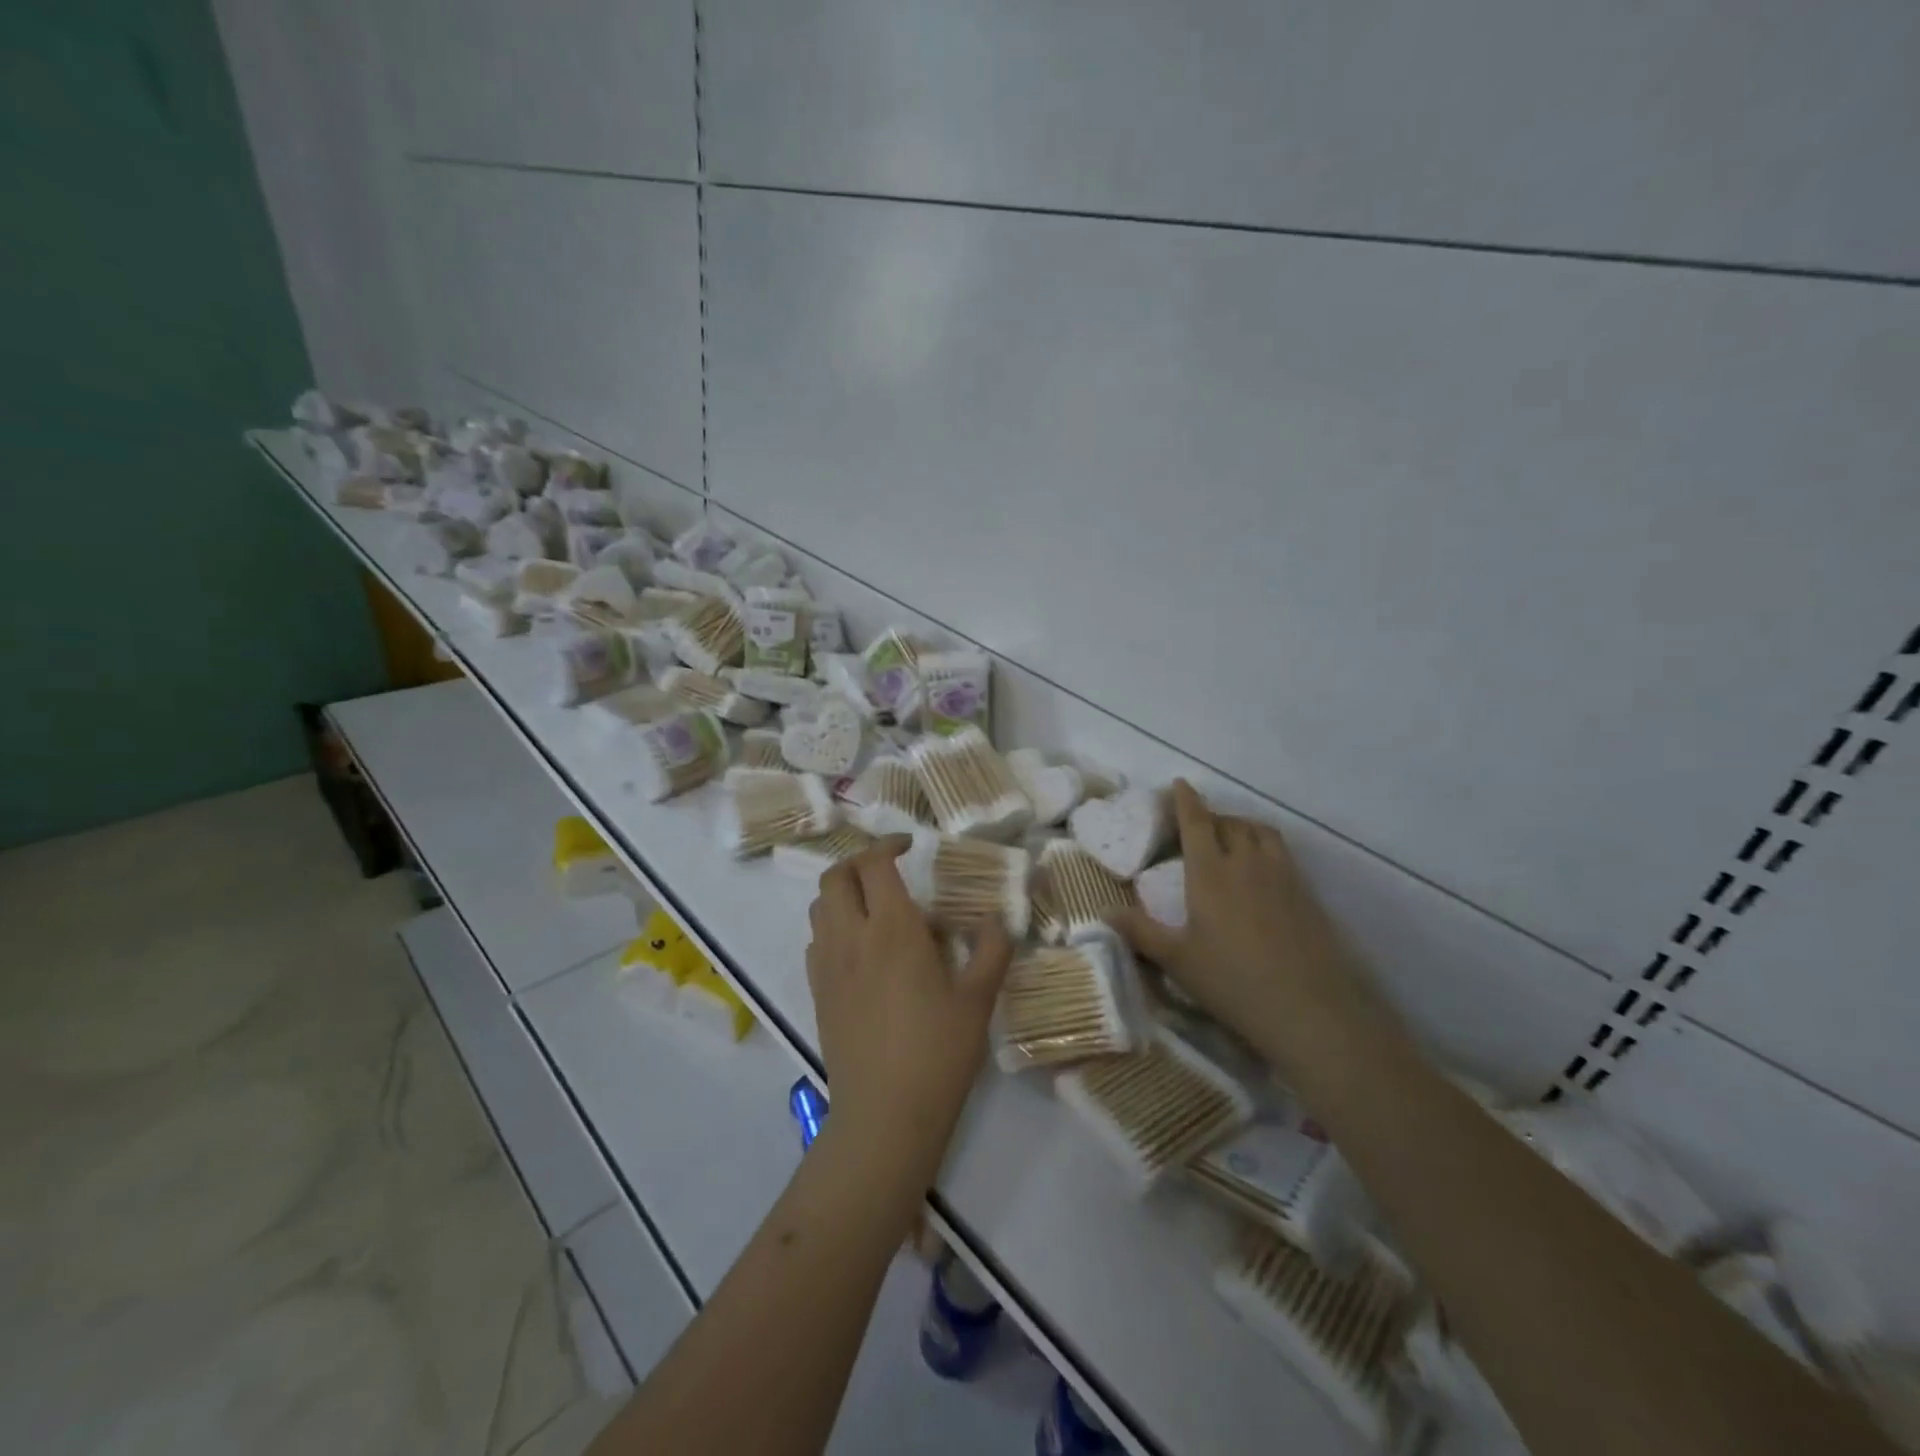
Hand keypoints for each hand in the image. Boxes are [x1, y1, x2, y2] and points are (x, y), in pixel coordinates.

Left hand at [806, 837, 1013, 1179]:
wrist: (884, 1116)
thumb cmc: (938, 1053)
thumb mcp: (978, 1000)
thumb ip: (992, 950)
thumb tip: (997, 919)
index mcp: (892, 930)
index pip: (874, 865)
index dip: (888, 845)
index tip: (910, 846)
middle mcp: (852, 937)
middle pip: (835, 876)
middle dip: (858, 861)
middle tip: (888, 869)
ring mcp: (828, 966)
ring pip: (820, 907)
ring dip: (843, 892)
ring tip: (875, 906)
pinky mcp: (818, 993)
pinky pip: (816, 941)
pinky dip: (833, 926)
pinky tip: (860, 949)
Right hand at [1110, 781, 1382, 1074]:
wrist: (1310, 1009)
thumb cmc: (1233, 981)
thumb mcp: (1177, 960)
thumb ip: (1140, 932)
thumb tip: (1101, 912)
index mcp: (1210, 873)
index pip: (1197, 823)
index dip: (1186, 801)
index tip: (1179, 783)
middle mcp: (1246, 863)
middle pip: (1230, 823)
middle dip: (1212, 815)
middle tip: (1197, 823)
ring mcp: (1282, 876)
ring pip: (1261, 832)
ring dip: (1242, 825)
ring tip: (1231, 838)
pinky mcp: (1307, 894)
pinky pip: (1282, 853)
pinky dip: (1265, 846)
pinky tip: (1261, 871)